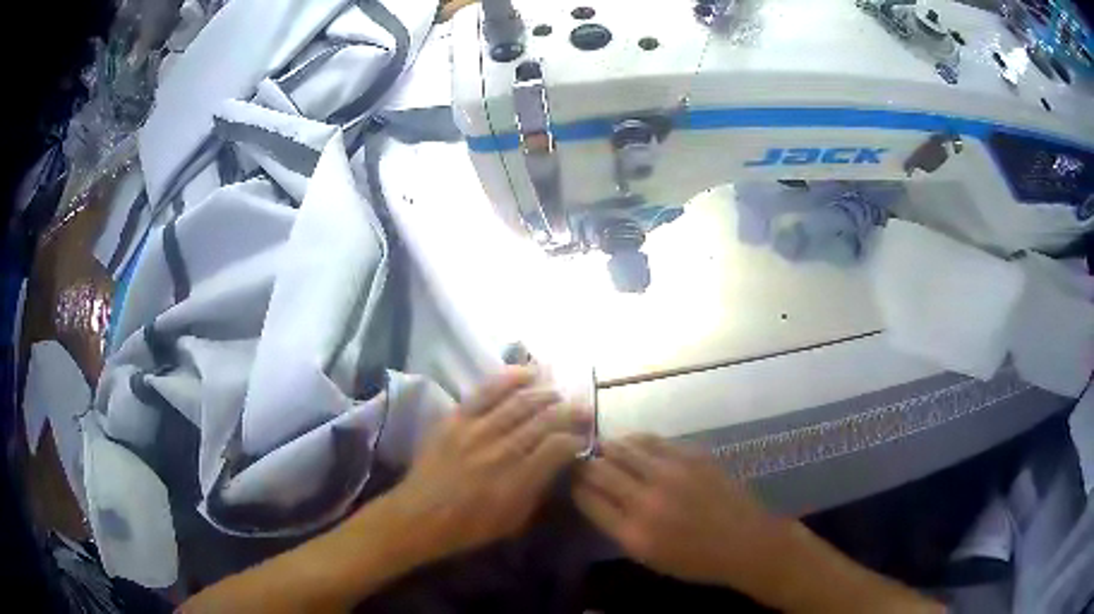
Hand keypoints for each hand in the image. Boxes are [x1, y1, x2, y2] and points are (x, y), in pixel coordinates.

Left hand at [379, 367, 590, 564]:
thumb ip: (539, 490)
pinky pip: (486, 391)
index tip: (584, 437)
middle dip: (569, 412)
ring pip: (520, 402)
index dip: (576, 438)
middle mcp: (500, 450)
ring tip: (560, 392)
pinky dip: (509, 378)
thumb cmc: (469, 527)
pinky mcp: (456, 419)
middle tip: (583, 409)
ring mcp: (476, 430)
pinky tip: (528, 373)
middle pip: (544, 420)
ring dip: (546, 393)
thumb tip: (559, 464)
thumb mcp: (514, 521)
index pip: (558, 447)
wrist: (419, 515)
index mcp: (517, 481)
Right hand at [573, 435, 786, 590]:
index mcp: (633, 532)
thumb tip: (595, 496)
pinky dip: (635, 440)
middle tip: (582, 461)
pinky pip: (652, 439)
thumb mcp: (648, 556)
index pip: (587, 498)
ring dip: (608, 447)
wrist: (745, 541)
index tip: (571, 480)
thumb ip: (618, 527)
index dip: (574, 486)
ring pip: (623, 447)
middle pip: (599, 469)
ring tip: (604, 448)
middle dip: (585, 464)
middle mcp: (647, 499)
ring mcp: (671, 472)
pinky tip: (633, 444)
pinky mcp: (691, 455)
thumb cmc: (694, 559)